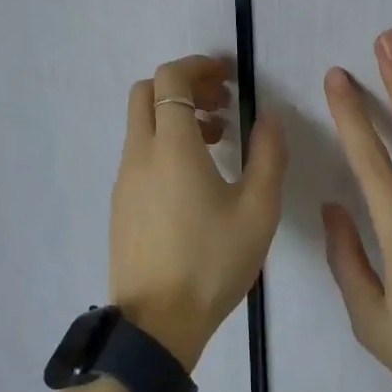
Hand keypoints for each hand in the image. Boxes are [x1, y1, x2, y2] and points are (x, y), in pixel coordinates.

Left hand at [110, 56, 287, 370]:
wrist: (156, 325)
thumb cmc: (211, 263)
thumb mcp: (258, 211)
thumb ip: (268, 155)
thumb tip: (270, 115)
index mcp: (171, 146)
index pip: (170, 79)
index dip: (198, 66)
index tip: (227, 76)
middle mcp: (139, 152)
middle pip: (148, 91)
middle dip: (184, 85)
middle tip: (221, 102)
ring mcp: (125, 178)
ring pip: (142, 122)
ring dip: (176, 115)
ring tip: (219, 139)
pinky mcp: (121, 201)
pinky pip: (139, 150)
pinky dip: (164, 141)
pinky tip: (196, 175)